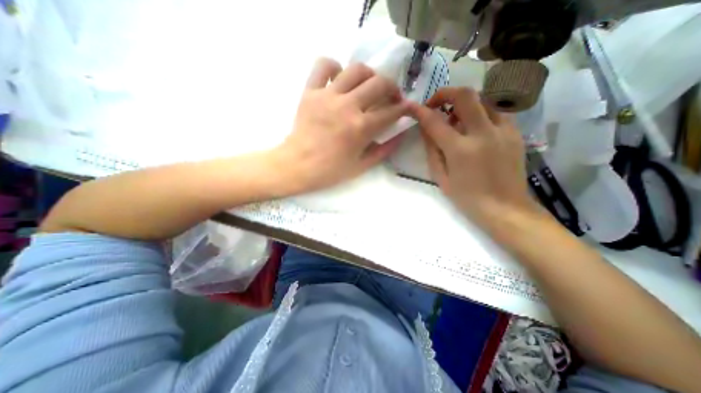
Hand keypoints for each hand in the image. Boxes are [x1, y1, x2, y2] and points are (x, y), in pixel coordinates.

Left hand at [271, 57, 408, 192]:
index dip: (404, 108)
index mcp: (361, 128)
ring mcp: (328, 96)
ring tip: (369, 86)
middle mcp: (347, 106)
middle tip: (391, 97)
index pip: (392, 111)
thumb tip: (400, 135)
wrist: (297, 166)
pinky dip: (334, 67)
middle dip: (392, 88)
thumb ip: (384, 150)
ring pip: (356, 69)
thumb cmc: (330, 170)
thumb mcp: (361, 166)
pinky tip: (339, 79)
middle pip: (379, 83)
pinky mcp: (310, 92)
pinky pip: (323, 66)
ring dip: (369, 75)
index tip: (406, 108)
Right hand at [412, 88, 537, 225]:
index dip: (421, 111)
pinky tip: (474, 127)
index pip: (435, 122)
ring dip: (464, 103)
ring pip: (483, 99)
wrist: (505, 208)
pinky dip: (480, 113)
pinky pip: (496, 112)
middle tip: (435, 104)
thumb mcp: (441, 177)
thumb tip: (426, 129)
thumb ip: (432, 150)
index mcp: (460, 150)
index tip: (413, 107)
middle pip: (465, 95)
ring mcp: (504, 131)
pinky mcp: (515, 133)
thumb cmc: (467, 197)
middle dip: (445, 93)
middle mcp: (483, 134)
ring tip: (455, 119)